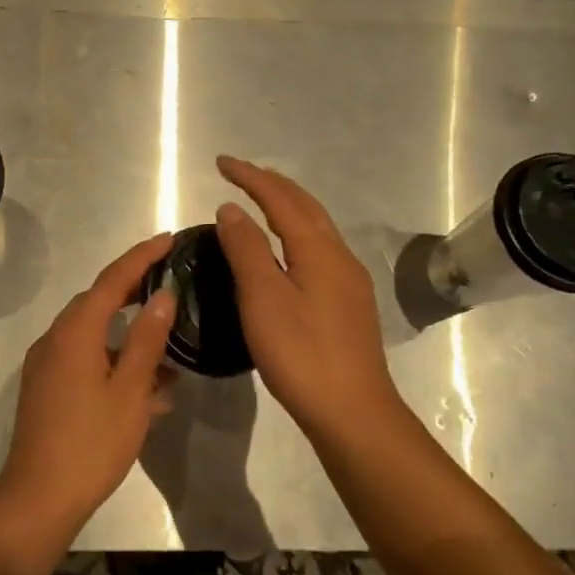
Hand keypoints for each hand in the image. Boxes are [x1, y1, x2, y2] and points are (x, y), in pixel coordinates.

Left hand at [0, 233, 177, 536]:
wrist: (38, 498)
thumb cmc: (91, 443)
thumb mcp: (129, 391)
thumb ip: (146, 339)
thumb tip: (163, 295)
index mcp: (74, 332)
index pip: (112, 280)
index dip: (142, 257)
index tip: (169, 238)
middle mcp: (55, 339)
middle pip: (98, 303)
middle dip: (135, 292)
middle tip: (171, 285)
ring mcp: (47, 365)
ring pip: (94, 336)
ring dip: (129, 339)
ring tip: (170, 351)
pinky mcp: (46, 389)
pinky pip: (85, 362)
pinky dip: (114, 365)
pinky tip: (148, 390)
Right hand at [213, 156, 406, 451]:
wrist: (352, 411)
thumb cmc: (301, 353)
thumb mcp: (263, 298)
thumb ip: (247, 249)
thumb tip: (231, 208)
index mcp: (318, 250)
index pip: (280, 199)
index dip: (250, 177)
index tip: (221, 163)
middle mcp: (339, 256)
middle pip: (305, 206)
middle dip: (271, 185)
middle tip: (239, 174)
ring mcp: (348, 281)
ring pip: (316, 228)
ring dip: (286, 207)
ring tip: (259, 202)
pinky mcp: (348, 303)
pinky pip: (318, 249)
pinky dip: (295, 233)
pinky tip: (284, 251)